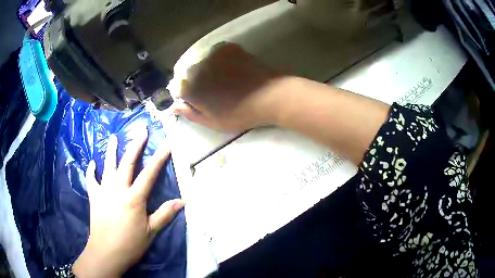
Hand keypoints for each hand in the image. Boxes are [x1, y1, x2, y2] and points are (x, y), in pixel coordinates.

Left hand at [73, 132, 184, 277]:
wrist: (106, 252)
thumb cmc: (130, 244)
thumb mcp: (150, 231)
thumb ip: (164, 214)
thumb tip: (182, 202)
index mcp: (134, 198)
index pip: (149, 173)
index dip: (159, 158)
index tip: (166, 144)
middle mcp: (118, 189)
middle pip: (127, 162)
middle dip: (136, 145)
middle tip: (141, 130)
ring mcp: (104, 191)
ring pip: (108, 166)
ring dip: (111, 150)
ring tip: (114, 137)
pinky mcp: (94, 197)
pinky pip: (91, 180)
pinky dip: (91, 170)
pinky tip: (92, 163)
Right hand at [172, 43, 286, 131]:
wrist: (270, 96)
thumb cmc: (240, 114)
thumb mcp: (213, 122)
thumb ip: (190, 113)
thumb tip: (174, 106)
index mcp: (190, 87)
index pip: (176, 88)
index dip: (185, 95)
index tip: (196, 100)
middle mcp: (196, 67)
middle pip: (187, 73)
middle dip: (194, 81)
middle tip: (211, 90)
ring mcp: (212, 54)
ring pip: (201, 61)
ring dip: (206, 69)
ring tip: (223, 79)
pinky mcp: (227, 47)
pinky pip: (215, 53)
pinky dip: (218, 60)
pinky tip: (230, 68)